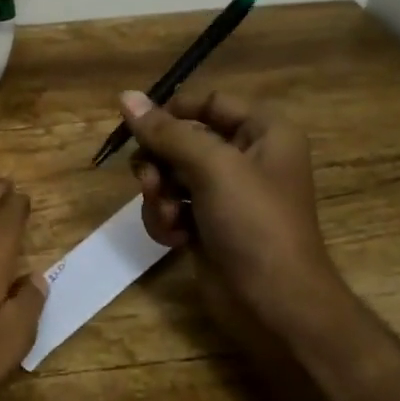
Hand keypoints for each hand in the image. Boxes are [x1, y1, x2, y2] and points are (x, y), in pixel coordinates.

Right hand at [121, 88, 348, 341]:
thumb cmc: (254, 224)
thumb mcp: (212, 168)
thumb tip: (125, 96)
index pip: (208, 102)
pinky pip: (171, 206)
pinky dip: (166, 220)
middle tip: (152, 183)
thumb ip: (167, 132)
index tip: (141, 130)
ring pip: (169, 174)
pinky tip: (176, 239)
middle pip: (181, 139)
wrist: (273, 305)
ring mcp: (225, 194)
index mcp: (263, 132)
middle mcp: (245, 157)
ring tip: (169, 218)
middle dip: (160, 163)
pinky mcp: (207, 225)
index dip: (173, 112)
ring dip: (159, 195)